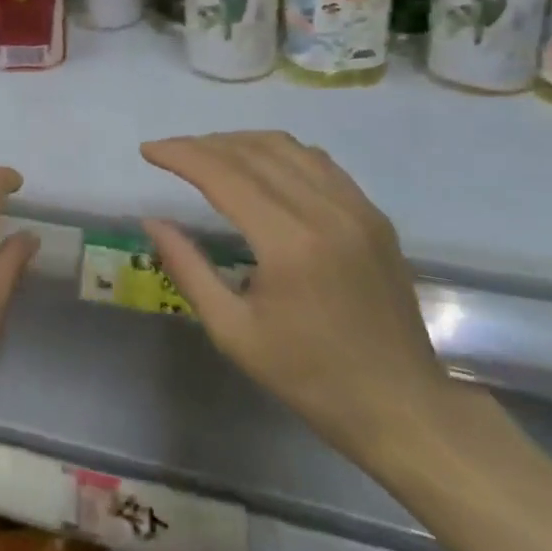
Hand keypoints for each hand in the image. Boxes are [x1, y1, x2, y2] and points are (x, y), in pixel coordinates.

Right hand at [141, 132, 452, 464]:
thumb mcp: (233, 332)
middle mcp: (326, 212)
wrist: (403, 407)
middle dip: (202, 144)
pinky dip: (278, 153)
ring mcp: (357, 209)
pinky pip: (318, 162)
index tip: (148, 151)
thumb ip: (187, 268)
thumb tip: (152, 221)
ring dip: (239, 143)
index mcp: (290, 243)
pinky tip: (259, 168)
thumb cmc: (310, 377)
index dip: (180, 154)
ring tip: (207, 155)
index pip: (223, 174)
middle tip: (170, 153)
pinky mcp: (374, 216)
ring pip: (287, 148)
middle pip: (252, 152)